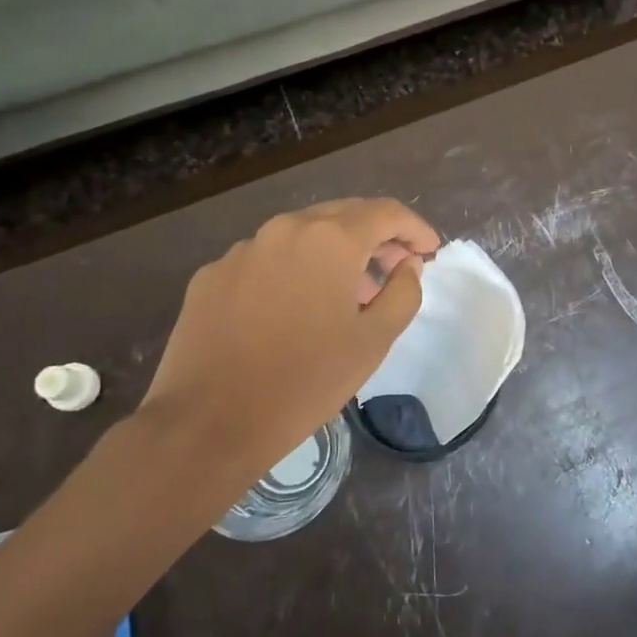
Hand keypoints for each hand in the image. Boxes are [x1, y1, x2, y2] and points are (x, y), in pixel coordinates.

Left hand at [141, 199, 439, 483]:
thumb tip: (406, 267)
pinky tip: (293, 310)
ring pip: (302, 236)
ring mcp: (243, 249)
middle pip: (343, 215)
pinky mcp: (212, 274)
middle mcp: (285, 229)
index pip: (386, 213)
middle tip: (394, 269)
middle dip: (376, 237)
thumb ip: (403, 293)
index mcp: (330, 239)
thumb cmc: (304, 382)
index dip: (414, 228)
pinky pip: (265, 259)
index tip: (429, 251)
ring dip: (333, 253)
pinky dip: (292, 271)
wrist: (207, 424)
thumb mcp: (373, 342)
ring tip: (346, 293)